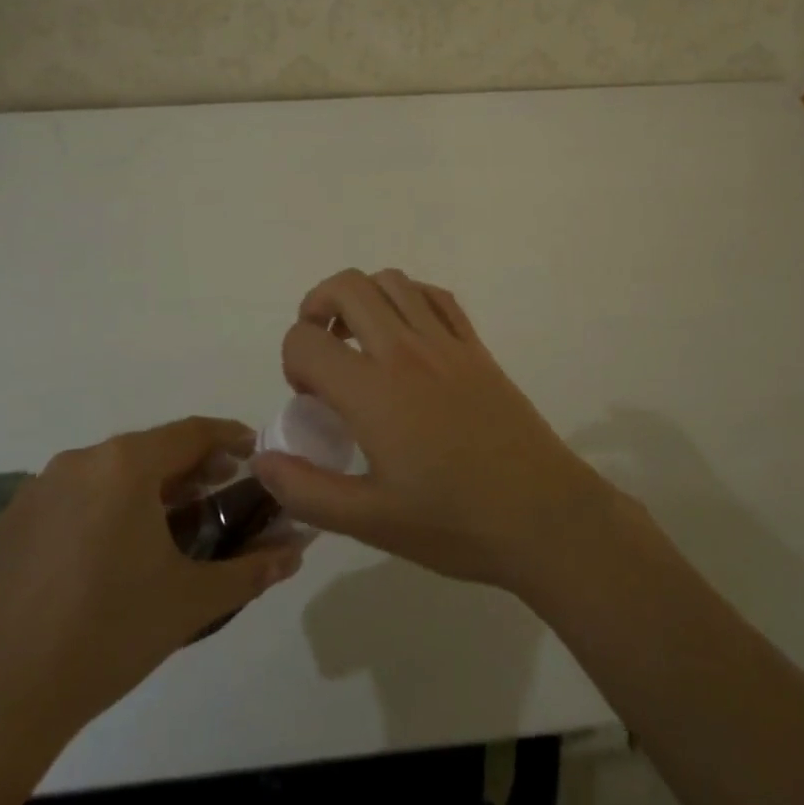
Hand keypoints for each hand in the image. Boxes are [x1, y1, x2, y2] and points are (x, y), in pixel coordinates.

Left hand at [0, 417, 303, 744]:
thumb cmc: (109, 635)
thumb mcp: (192, 601)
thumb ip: (253, 567)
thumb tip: (298, 549)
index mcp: (126, 465)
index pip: (192, 432)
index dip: (229, 438)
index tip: (253, 453)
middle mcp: (80, 461)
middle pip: (148, 449)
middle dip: (188, 467)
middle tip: (216, 494)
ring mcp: (35, 490)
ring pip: (106, 473)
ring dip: (142, 488)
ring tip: (163, 528)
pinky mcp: (6, 524)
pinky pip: (68, 500)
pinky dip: (98, 511)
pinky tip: (104, 557)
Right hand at [250, 269, 617, 592]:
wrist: (543, 516)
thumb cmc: (454, 524)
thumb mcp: (370, 522)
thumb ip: (307, 490)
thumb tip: (261, 459)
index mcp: (373, 391)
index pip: (306, 341)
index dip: (291, 360)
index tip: (307, 396)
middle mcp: (406, 350)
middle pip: (346, 287)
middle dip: (317, 306)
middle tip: (320, 347)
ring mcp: (446, 341)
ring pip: (391, 280)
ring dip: (362, 296)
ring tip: (359, 338)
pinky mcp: (476, 345)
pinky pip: (435, 295)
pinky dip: (409, 297)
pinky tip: (407, 334)